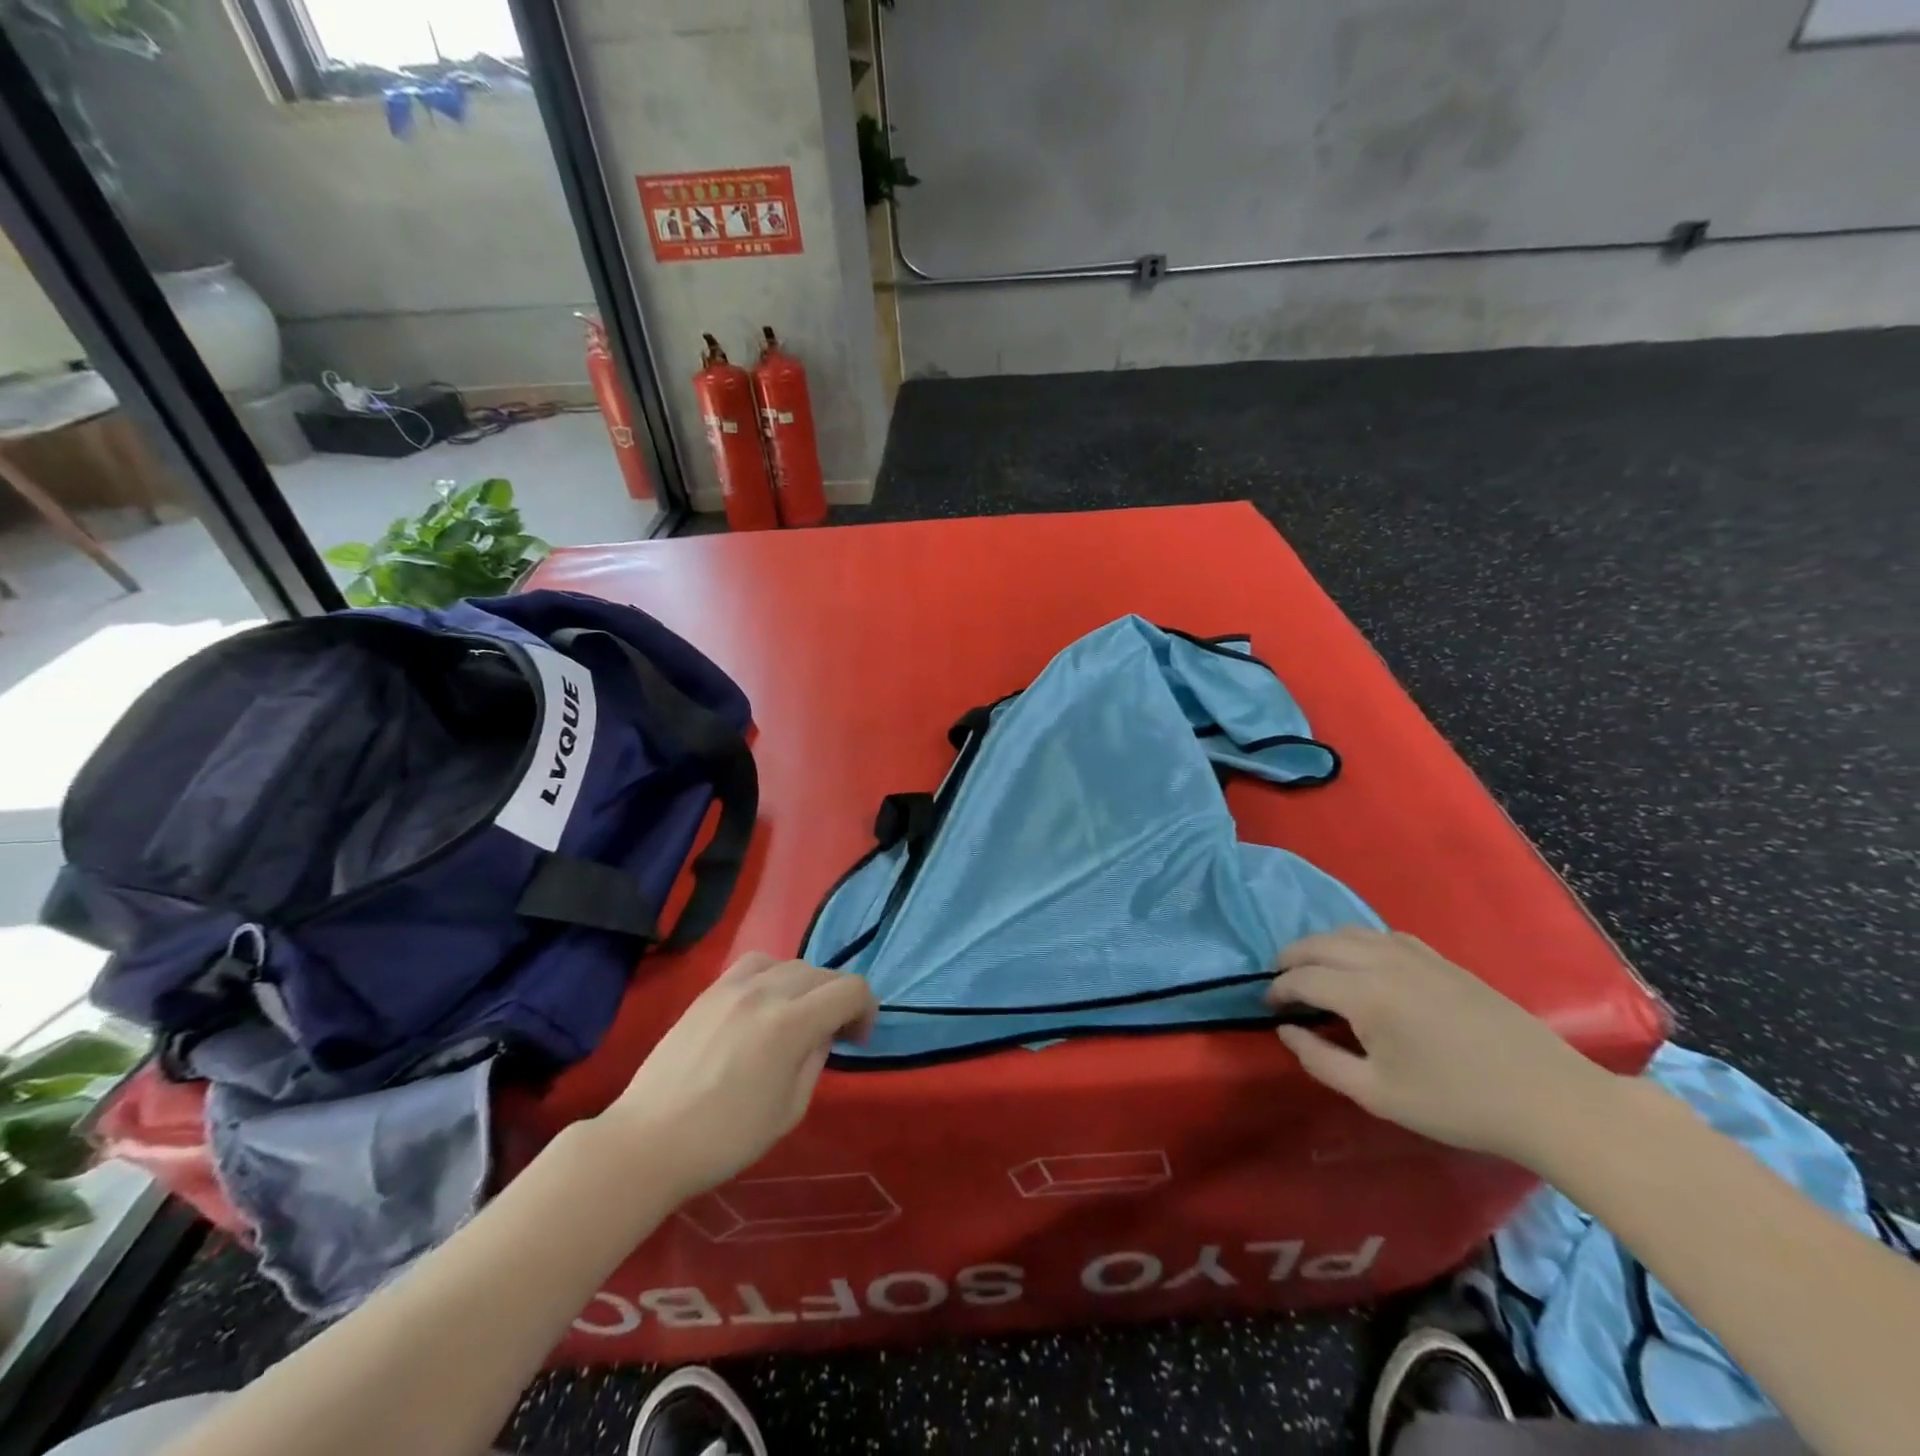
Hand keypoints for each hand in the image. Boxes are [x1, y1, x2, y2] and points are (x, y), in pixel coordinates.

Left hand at [598, 953, 876, 1201]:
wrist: (649, 1140)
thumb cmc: (725, 1138)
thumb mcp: (789, 1110)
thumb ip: (815, 1061)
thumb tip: (821, 1034)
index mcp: (793, 1023)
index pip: (851, 989)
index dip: (866, 1010)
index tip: (857, 1040)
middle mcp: (767, 991)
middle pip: (823, 973)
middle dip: (839, 999)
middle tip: (835, 1034)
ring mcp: (734, 986)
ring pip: (791, 963)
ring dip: (808, 985)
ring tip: (799, 1016)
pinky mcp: (710, 990)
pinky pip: (756, 963)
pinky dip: (774, 974)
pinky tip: (765, 1002)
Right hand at [1266, 927, 1613, 1164]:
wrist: (1548, 1098)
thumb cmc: (1457, 1103)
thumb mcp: (1378, 1094)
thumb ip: (1321, 1060)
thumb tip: (1286, 1030)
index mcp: (1364, 994)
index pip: (1302, 978)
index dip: (1277, 990)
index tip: (1267, 1008)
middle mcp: (1383, 961)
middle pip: (1320, 944)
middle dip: (1291, 958)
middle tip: (1279, 982)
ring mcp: (1415, 955)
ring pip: (1350, 932)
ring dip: (1322, 946)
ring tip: (1313, 969)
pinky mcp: (1441, 959)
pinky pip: (1382, 935)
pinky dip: (1357, 942)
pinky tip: (1363, 965)